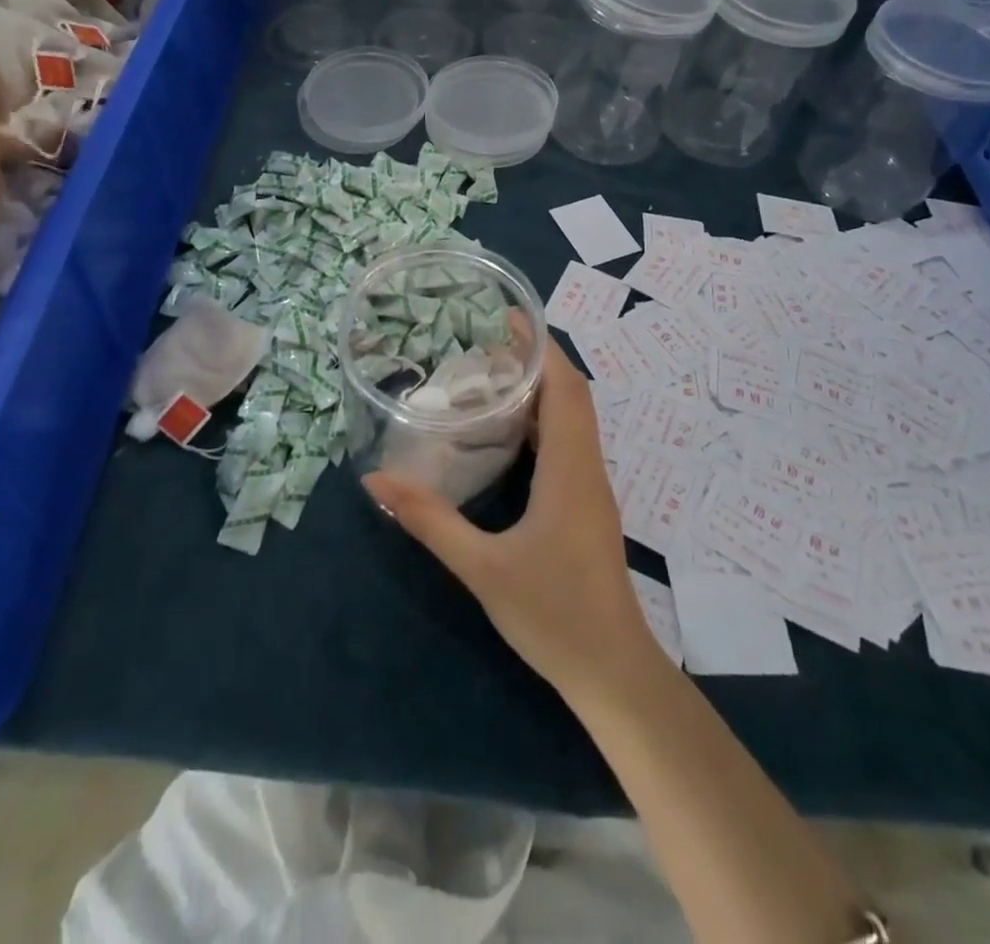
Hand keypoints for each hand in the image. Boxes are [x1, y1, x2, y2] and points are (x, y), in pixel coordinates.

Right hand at [362, 333, 663, 702]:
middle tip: (488, 341)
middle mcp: (587, 467)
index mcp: (570, 468)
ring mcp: (592, 488)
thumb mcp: (481, 567)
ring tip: (493, 375)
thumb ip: (429, 520)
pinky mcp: (588, 507)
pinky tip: (510, 434)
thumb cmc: (553, 614)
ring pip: (574, 419)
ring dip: (543, 389)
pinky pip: (570, 444)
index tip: (509, 317)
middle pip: (572, 395)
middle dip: (538, 360)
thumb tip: (376, 482)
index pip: (565, 388)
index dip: (541, 347)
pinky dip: (545, 421)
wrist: (613, 671)